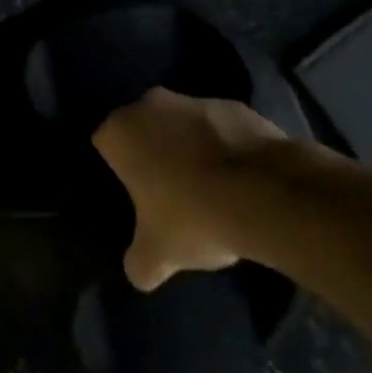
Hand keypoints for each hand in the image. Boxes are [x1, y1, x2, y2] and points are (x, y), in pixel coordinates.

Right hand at [93, 88, 288, 290]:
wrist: (266, 192)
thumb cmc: (194, 216)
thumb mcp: (158, 254)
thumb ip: (139, 263)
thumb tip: (138, 273)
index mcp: (120, 131)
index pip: (105, 144)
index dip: (118, 170)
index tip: (135, 195)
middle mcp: (150, 104)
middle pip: (143, 129)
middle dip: (153, 153)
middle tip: (169, 191)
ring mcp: (195, 100)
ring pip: (181, 124)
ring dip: (189, 147)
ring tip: (210, 189)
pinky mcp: (234, 105)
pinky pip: (219, 128)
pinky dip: (224, 146)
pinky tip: (239, 180)